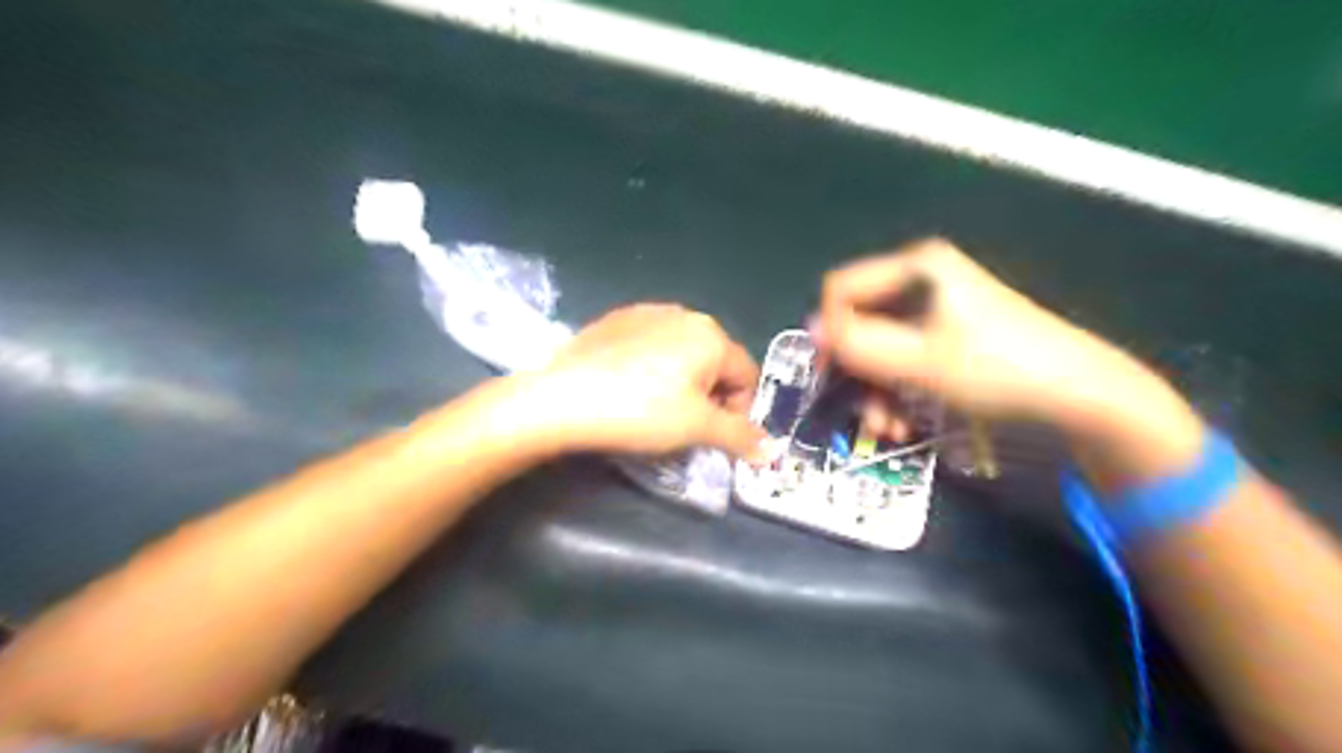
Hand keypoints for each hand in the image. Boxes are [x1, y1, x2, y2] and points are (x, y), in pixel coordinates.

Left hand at [529, 302, 769, 458]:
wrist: (563, 396)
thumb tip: (774, 451)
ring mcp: (647, 313)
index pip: (746, 376)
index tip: (714, 437)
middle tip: (683, 426)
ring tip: (653, 409)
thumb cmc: (640, 411)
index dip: (738, 411)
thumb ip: (740, 436)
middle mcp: (685, 314)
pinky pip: (651, 346)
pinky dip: (652, 368)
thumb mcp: (697, 428)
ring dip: (682, 382)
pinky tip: (628, 388)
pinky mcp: (616, 320)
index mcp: (711, 335)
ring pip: (682, 354)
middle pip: (715, 363)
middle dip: (709, 396)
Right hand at [819, 240, 1183, 432]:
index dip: (830, 331)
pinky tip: (903, 422)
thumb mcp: (918, 361)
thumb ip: (858, 345)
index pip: (840, 289)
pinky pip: (901, 357)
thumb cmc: (996, 369)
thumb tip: (810, 330)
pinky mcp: (945, 335)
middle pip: (858, 322)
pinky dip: (895, 390)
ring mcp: (934, 308)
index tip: (836, 374)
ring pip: (877, 347)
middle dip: (855, 373)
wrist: (1078, 393)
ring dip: (874, 391)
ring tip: (887, 428)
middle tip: (863, 414)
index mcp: (913, 268)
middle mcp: (918, 280)